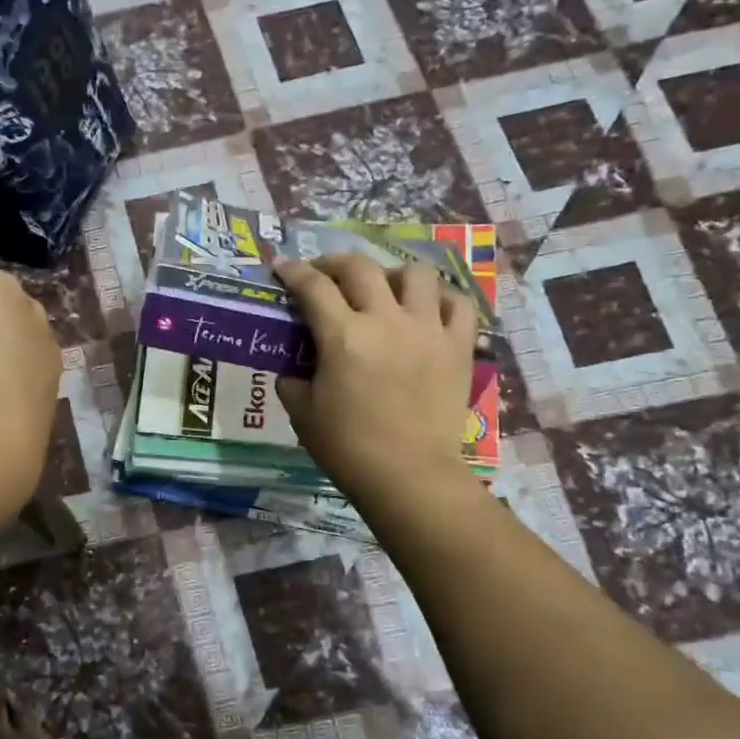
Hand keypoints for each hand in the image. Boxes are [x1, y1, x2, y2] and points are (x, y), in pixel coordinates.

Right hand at [274, 253, 483, 513]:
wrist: (409, 476)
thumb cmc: (348, 447)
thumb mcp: (303, 413)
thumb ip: (292, 380)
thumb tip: (294, 367)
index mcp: (343, 336)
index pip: (312, 286)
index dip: (292, 271)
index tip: (281, 266)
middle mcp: (386, 321)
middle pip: (360, 267)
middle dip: (334, 262)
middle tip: (323, 274)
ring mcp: (427, 330)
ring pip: (415, 273)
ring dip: (391, 273)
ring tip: (382, 289)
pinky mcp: (458, 346)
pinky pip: (457, 303)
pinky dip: (439, 297)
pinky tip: (426, 307)